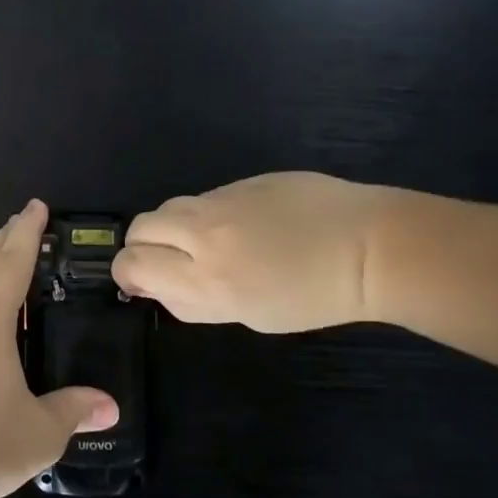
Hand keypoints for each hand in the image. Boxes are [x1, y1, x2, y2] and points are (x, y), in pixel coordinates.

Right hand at [113, 173, 402, 332]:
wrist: (369, 248)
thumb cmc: (312, 298)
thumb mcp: (247, 316)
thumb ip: (193, 302)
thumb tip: (157, 288)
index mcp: (205, 279)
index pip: (132, 264)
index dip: (128, 274)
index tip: (142, 283)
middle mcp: (204, 235)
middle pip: (140, 228)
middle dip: (143, 246)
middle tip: (167, 261)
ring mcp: (223, 201)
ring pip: (169, 207)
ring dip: (172, 227)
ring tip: (203, 243)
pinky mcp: (243, 181)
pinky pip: (205, 197)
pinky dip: (206, 214)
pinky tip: (240, 227)